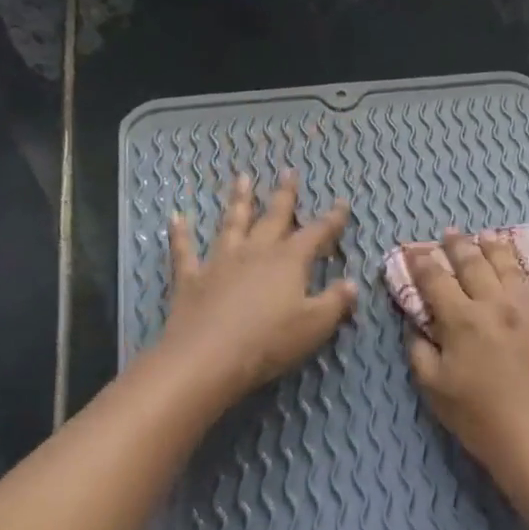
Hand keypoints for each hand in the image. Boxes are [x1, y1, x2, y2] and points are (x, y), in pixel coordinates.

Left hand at [158, 171, 356, 408]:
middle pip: (273, 217)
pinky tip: (176, 217)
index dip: (332, 219)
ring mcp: (220, 262)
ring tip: (242, 178)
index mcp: (289, 261)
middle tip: (289, 171)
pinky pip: (185, 251)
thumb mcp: (315, 325)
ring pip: (232, 224)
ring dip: (238, 200)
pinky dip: (181, 234)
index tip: (342, 202)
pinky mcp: (191, 279)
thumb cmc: (269, 341)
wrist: (208, 358)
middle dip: (284, 195)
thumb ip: (335, 302)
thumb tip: (352, 284)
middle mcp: (256, 252)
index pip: (316, 233)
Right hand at [405, 230, 528, 491]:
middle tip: (451, 233)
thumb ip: (420, 350)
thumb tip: (415, 326)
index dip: (422, 262)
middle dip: (459, 245)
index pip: (436, 280)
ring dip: (499, 249)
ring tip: (490, 238)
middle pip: (476, 264)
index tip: (414, 250)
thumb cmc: (477, 417)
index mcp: (462, 319)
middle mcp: (497, 305)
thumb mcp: (433, 387)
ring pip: (515, 269)